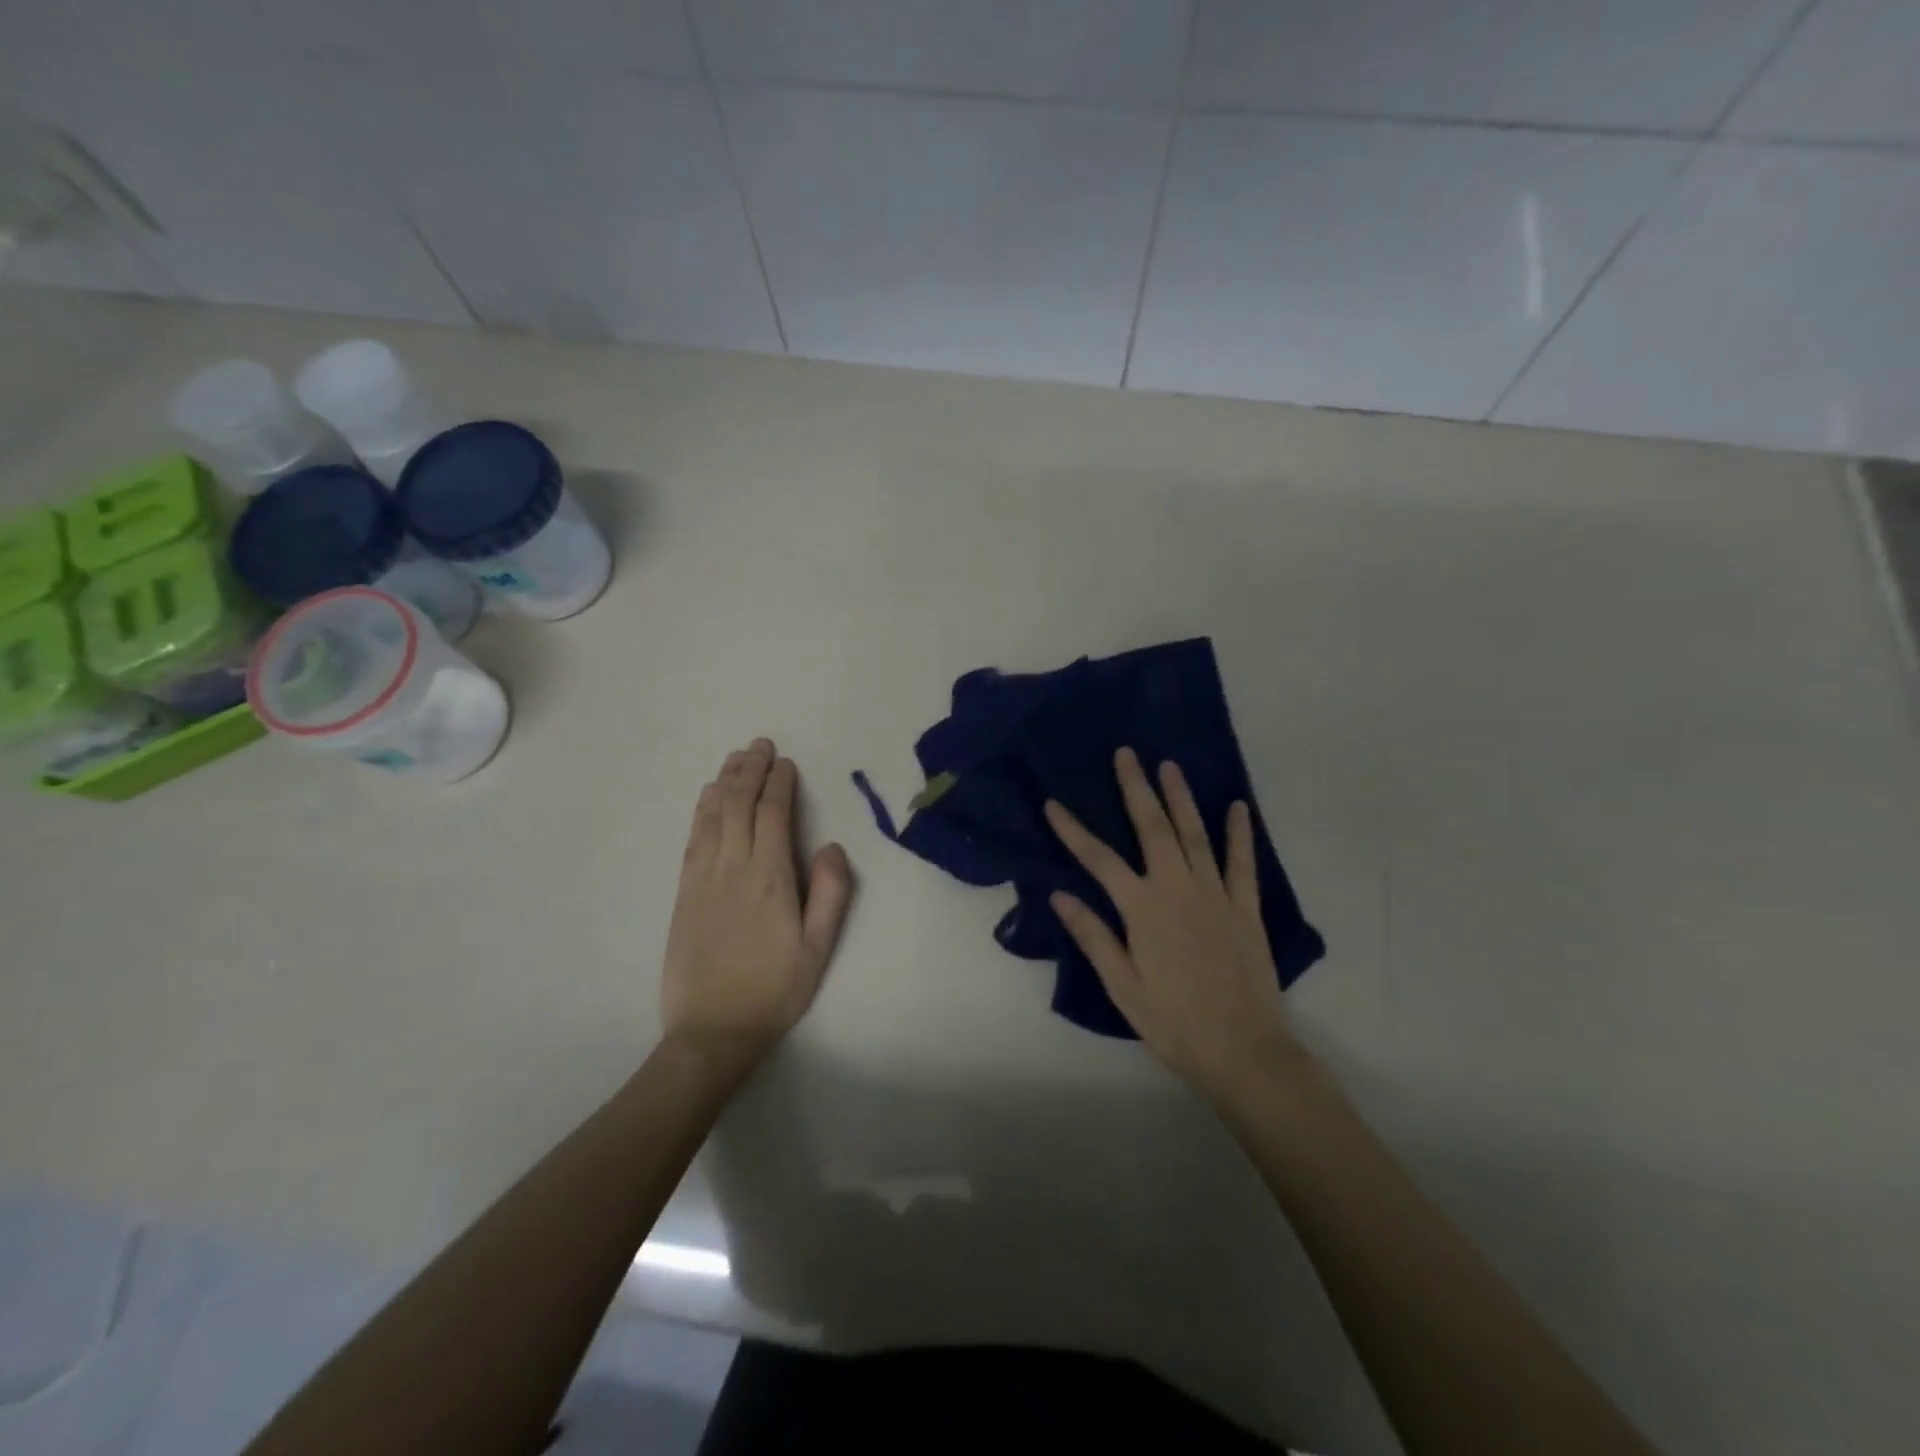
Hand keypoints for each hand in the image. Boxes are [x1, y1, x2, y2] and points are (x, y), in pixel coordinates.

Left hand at [661, 739, 853, 1058]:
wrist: (711, 1031)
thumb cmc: (774, 990)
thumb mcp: (818, 949)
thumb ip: (830, 894)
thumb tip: (832, 846)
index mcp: (769, 878)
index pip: (773, 815)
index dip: (778, 784)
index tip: (784, 762)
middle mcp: (732, 868)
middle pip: (739, 805)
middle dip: (750, 770)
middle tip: (759, 744)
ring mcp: (702, 878)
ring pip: (712, 816)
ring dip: (724, 782)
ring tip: (735, 758)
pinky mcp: (683, 892)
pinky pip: (693, 838)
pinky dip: (702, 810)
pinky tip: (707, 798)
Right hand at [1045, 747, 1303, 1106]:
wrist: (1243, 1051)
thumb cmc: (1173, 1023)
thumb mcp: (1122, 986)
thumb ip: (1093, 936)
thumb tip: (1060, 894)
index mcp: (1143, 909)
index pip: (1098, 859)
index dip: (1073, 829)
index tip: (1054, 803)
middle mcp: (1178, 889)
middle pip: (1153, 828)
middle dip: (1137, 788)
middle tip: (1127, 754)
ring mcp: (1216, 895)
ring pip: (1195, 835)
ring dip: (1181, 798)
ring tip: (1170, 766)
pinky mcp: (1245, 908)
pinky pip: (1242, 863)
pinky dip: (1240, 833)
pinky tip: (1238, 807)